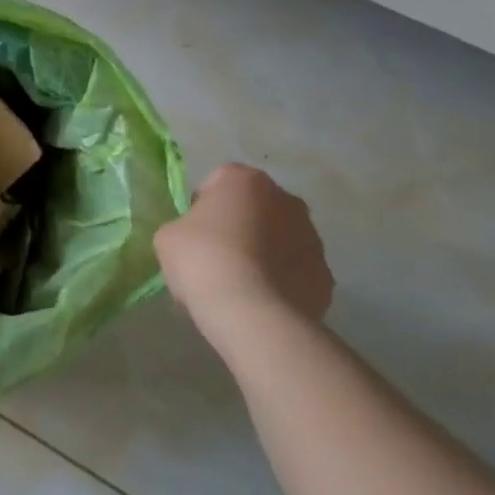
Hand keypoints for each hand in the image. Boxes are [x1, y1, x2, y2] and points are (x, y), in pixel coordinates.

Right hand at [155, 164, 332, 330]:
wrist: (252, 315)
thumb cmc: (203, 260)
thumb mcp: (168, 236)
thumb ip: (184, 226)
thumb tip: (198, 238)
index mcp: (246, 180)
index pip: (218, 181)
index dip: (201, 206)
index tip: (192, 233)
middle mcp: (286, 199)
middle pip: (255, 207)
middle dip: (239, 225)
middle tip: (215, 256)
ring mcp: (312, 238)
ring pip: (280, 238)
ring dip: (263, 252)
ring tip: (239, 285)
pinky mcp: (325, 276)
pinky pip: (295, 271)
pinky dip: (281, 281)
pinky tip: (260, 302)